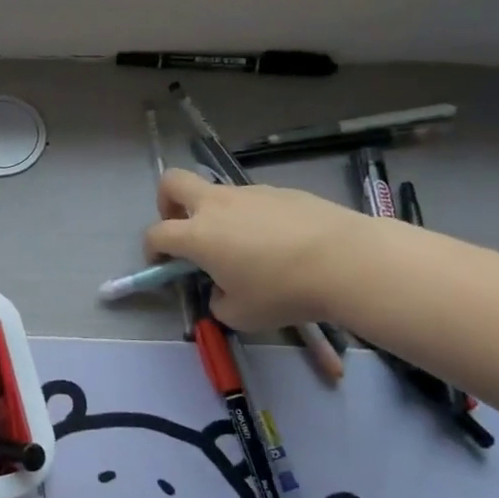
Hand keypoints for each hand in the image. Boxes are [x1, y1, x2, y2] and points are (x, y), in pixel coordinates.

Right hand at [143, 169, 366, 331]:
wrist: (346, 260)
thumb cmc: (283, 290)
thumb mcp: (241, 315)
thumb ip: (218, 301)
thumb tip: (221, 291)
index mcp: (197, 235)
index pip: (157, 233)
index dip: (152, 249)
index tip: (162, 264)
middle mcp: (216, 205)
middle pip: (172, 182)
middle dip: (167, 202)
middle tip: (183, 228)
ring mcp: (250, 192)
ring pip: (217, 193)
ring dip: (216, 214)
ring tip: (244, 248)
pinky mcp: (281, 191)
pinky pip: (253, 200)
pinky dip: (252, 217)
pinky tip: (279, 243)